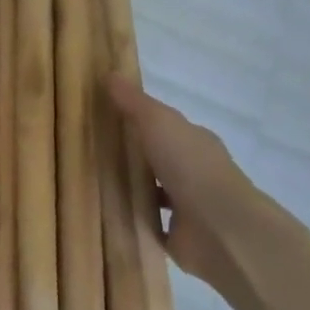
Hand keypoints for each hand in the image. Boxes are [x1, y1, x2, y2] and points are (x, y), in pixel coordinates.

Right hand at [107, 76, 260, 292]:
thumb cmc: (191, 167)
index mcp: (195, 143)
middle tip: (89, 151)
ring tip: (91, 183)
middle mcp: (195, 172)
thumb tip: (110, 73)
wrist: (220, 229)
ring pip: (153, 191)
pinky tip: (106, 214)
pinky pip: (149, 222)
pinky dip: (132, 218)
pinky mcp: (177, 235)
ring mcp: (188, 206)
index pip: (167, 127)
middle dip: (132, 156)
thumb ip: (135, 103)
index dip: (140, 121)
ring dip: (131, 188)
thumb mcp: (158, 123)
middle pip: (159, 159)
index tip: (107, 119)